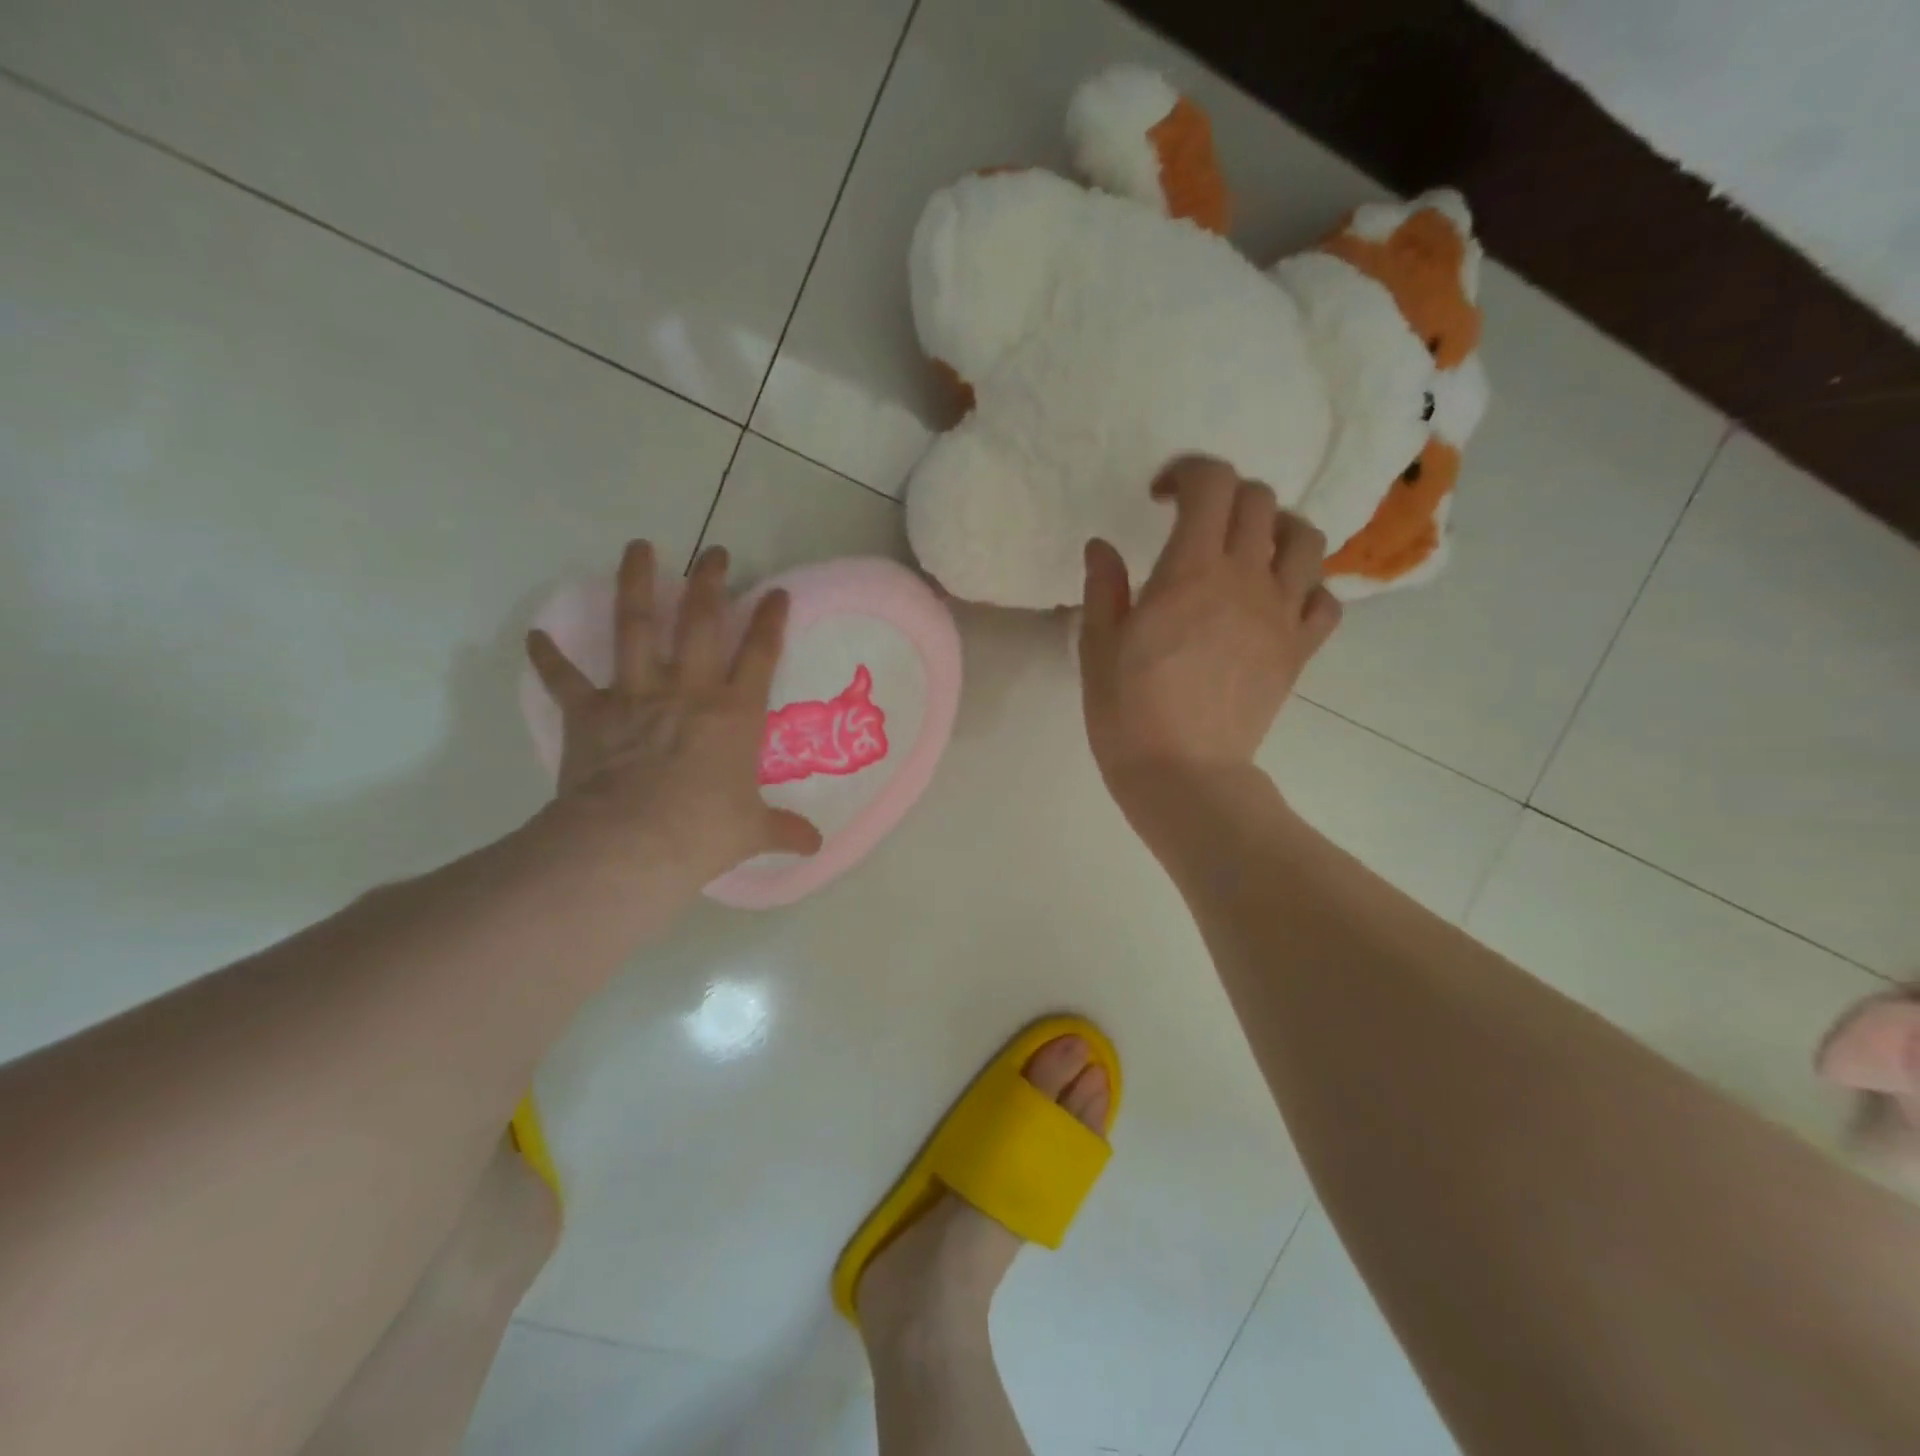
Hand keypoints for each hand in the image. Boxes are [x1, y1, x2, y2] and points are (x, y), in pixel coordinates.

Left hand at [525, 541, 821, 902]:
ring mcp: (636, 695)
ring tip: (638, 547)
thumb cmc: (703, 831)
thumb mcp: (752, 832)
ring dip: (636, 585)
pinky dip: (548, 659)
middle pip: (700, 622)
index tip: (775, 591)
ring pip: (636, 627)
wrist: (632, 842)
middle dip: (710, 583)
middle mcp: (688, 690)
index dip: (770, 620)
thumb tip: (814, 845)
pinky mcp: (591, 713)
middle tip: (713, 552)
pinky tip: (535, 637)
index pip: (759, 654)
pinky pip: (566, 680)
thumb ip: (783, 830)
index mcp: (734, 713)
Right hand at [1079, 456, 1341, 801]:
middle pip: (1259, 501)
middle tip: (1195, 524)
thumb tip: (1101, 545)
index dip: (1189, 472)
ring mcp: (1280, 614)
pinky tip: (1277, 600)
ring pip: (1305, 539)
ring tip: (1248, 551)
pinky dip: (1306, 587)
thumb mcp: (1098, 646)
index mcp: (1190, 571)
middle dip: (1225, 496)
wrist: (1183, 774)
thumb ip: (1104, 587)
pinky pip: (1325, 599)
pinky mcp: (1298, 650)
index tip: (1160, 498)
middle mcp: (1245, 579)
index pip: (1212, 484)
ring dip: (1276, 529)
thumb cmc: (1128, 712)